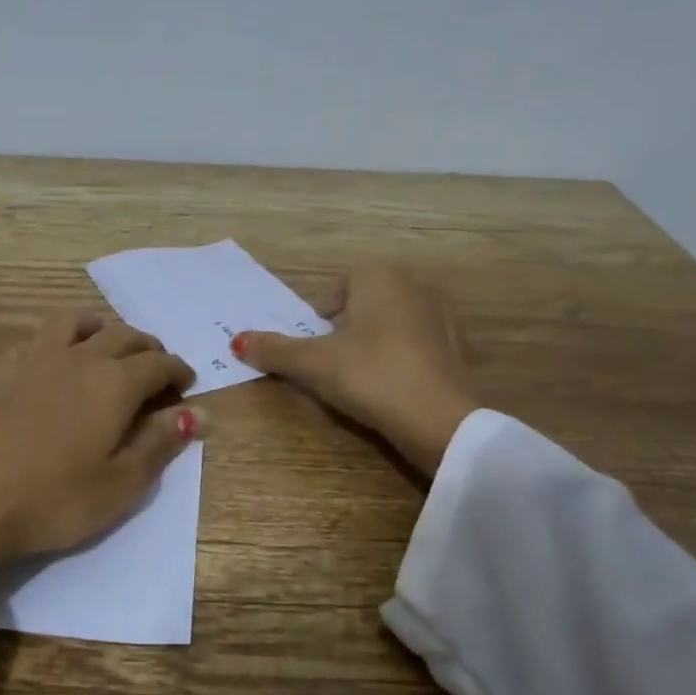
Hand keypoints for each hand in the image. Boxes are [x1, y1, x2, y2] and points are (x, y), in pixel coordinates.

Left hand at [0, 316, 201, 599]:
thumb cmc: (54, 501)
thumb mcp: (120, 484)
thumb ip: (160, 443)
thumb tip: (198, 414)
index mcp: (114, 383)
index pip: (159, 363)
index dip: (178, 372)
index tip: (187, 386)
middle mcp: (79, 358)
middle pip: (123, 335)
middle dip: (148, 348)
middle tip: (156, 368)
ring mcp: (36, 358)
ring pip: (77, 321)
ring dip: (102, 328)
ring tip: (108, 347)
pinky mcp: (3, 369)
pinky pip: (40, 337)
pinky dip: (61, 339)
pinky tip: (56, 361)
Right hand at [234, 263, 477, 475]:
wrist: (438, 418)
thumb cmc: (369, 375)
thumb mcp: (313, 364)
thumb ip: (274, 350)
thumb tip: (236, 341)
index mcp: (379, 276)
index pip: (339, 285)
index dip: (322, 315)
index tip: (315, 344)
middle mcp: (415, 283)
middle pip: (367, 301)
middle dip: (348, 326)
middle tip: (333, 360)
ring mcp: (443, 314)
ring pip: (394, 321)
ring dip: (375, 341)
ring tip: (362, 375)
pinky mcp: (459, 346)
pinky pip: (418, 343)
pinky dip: (403, 357)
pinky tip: (394, 385)